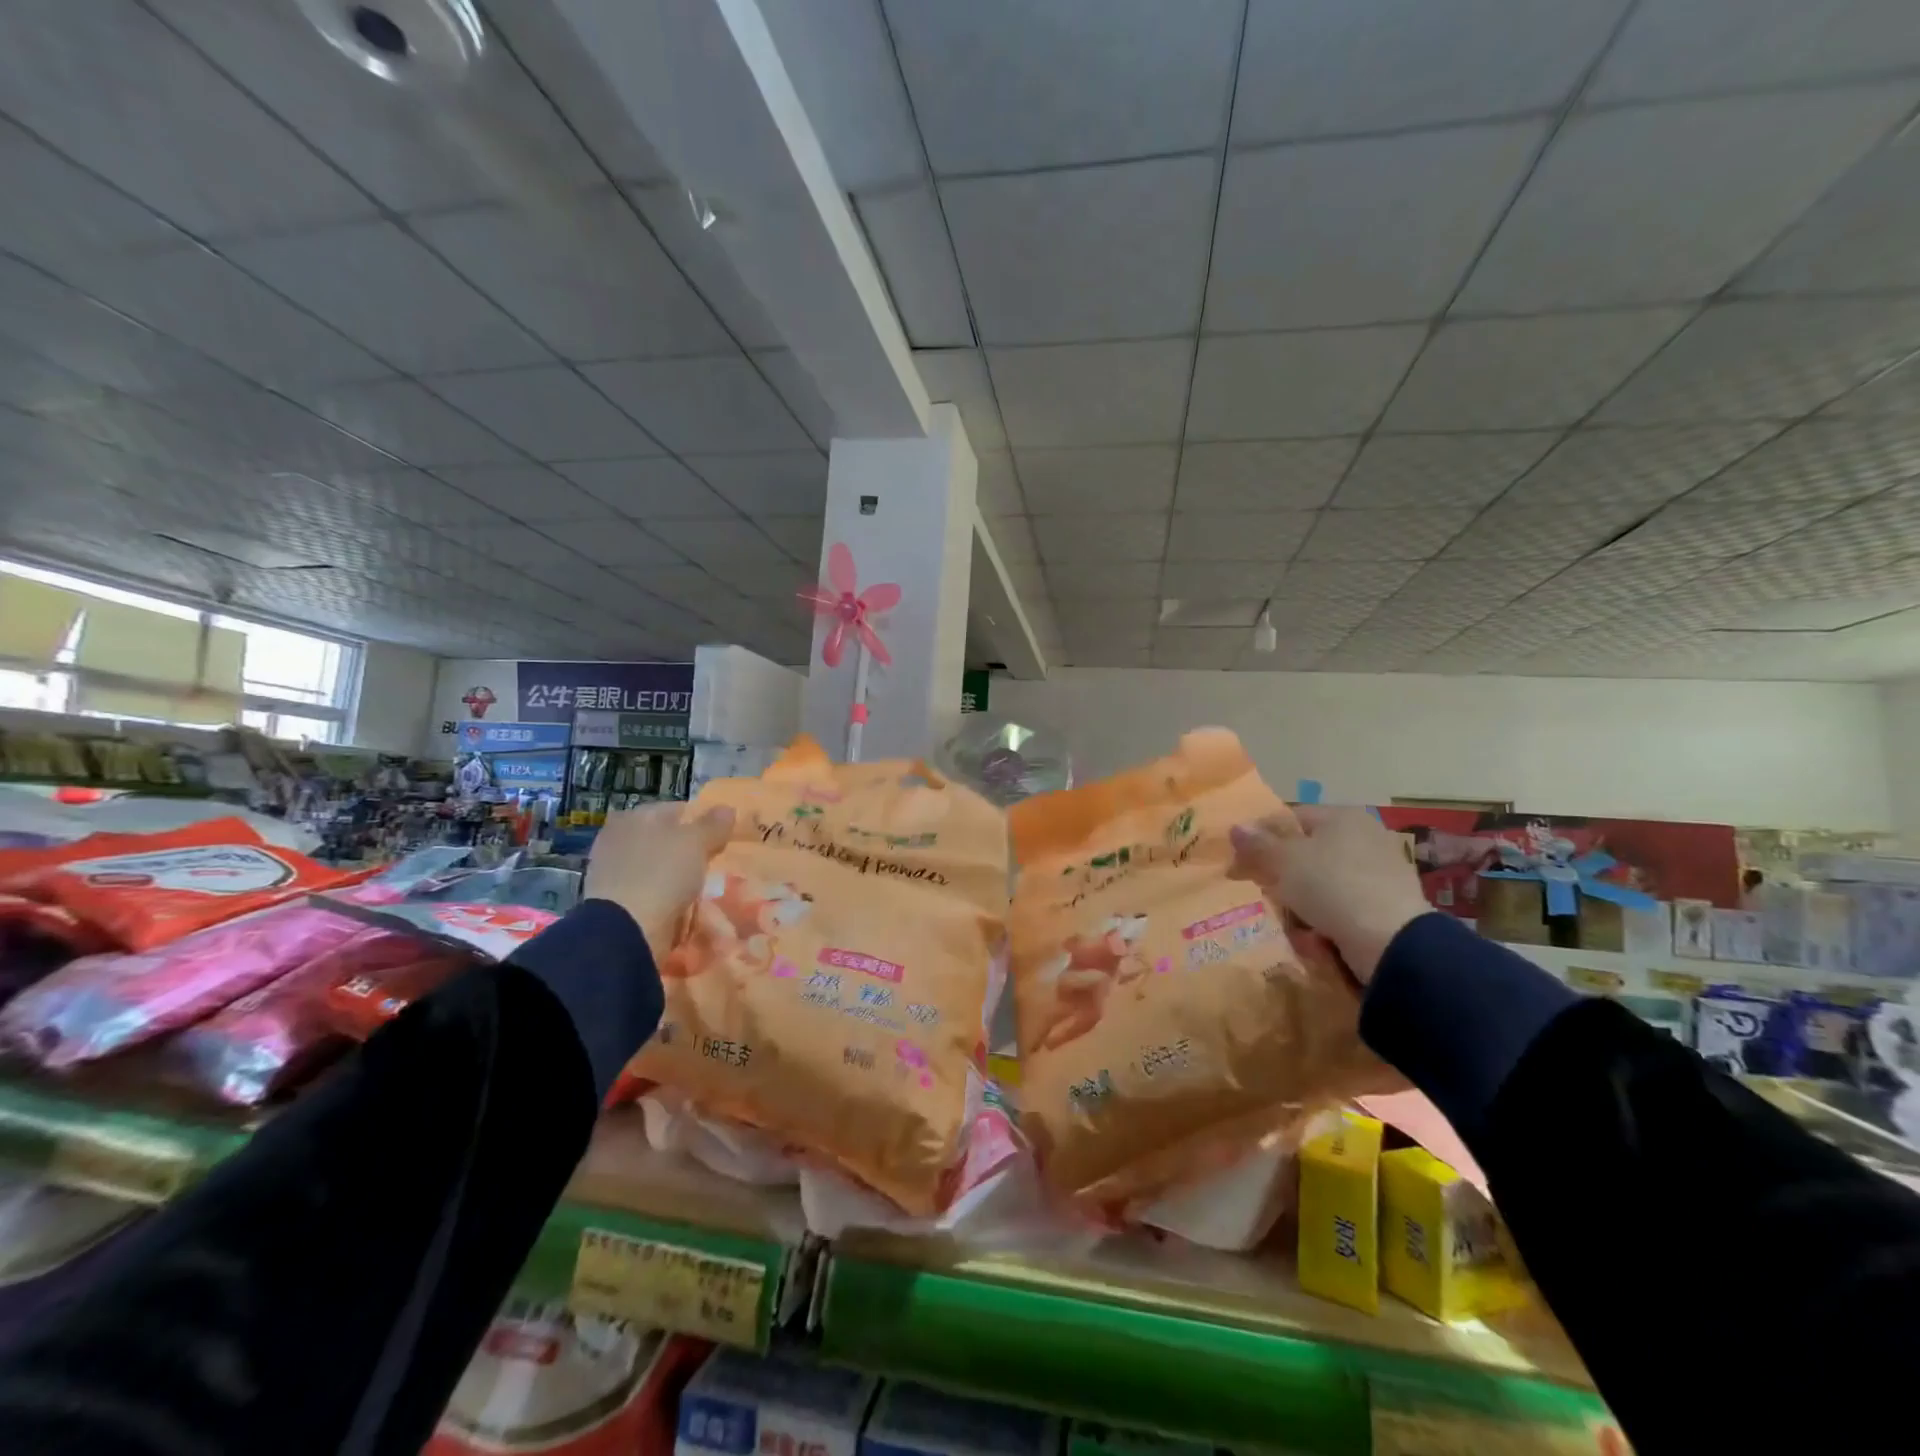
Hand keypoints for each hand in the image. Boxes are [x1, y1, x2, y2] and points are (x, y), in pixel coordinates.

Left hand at [584, 802, 734, 952]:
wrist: (627, 930)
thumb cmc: (661, 873)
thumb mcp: (695, 842)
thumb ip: (713, 824)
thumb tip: (726, 809)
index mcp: (632, 817)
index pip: (675, 810)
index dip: (701, 820)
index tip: (722, 836)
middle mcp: (618, 840)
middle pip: (666, 840)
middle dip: (690, 850)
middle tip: (717, 861)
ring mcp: (614, 873)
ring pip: (660, 868)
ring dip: (680, 876)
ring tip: (706, 886)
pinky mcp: (616, 903)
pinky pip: (653, 893)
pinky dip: (669, 898)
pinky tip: (687, 905)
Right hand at [1229, 807, 1430, 983]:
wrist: (1391, 940)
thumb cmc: (1331, 885)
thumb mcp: (1284, 861)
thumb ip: (1258, 844)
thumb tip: (1236, 827)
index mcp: (1342, 816)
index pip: (1290, 818)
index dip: (1260, 838)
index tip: (1240, 863)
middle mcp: (1365, 836)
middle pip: (1307, 851)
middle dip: (1282, 873)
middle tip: (1265, 892)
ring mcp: (1380, 871)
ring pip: (1324, 881)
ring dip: (1303, 900)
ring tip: (1290, 920)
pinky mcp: (1389, 904)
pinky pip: (1344, 905)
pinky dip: (1327, 918)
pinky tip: (1316, 936)